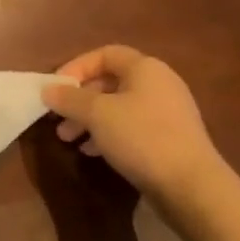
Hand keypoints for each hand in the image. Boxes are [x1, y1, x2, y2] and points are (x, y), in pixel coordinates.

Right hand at [42, 45, 224, 199]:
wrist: (191, 186)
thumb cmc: (141, 137)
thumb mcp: (97, 114)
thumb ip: (69, 99)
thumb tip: (48, 90)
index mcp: (145, 69)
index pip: (105, 54)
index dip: (77, 66)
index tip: (56, 88)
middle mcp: (159, 84)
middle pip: (110, 82)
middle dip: (79, 99)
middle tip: (58, 118)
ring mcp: (167, 113)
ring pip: (118, 107)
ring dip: (89, 120)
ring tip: (68, 139)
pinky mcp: (169, 139)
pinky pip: (131, 128)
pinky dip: (108, 135)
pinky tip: (92, 152)